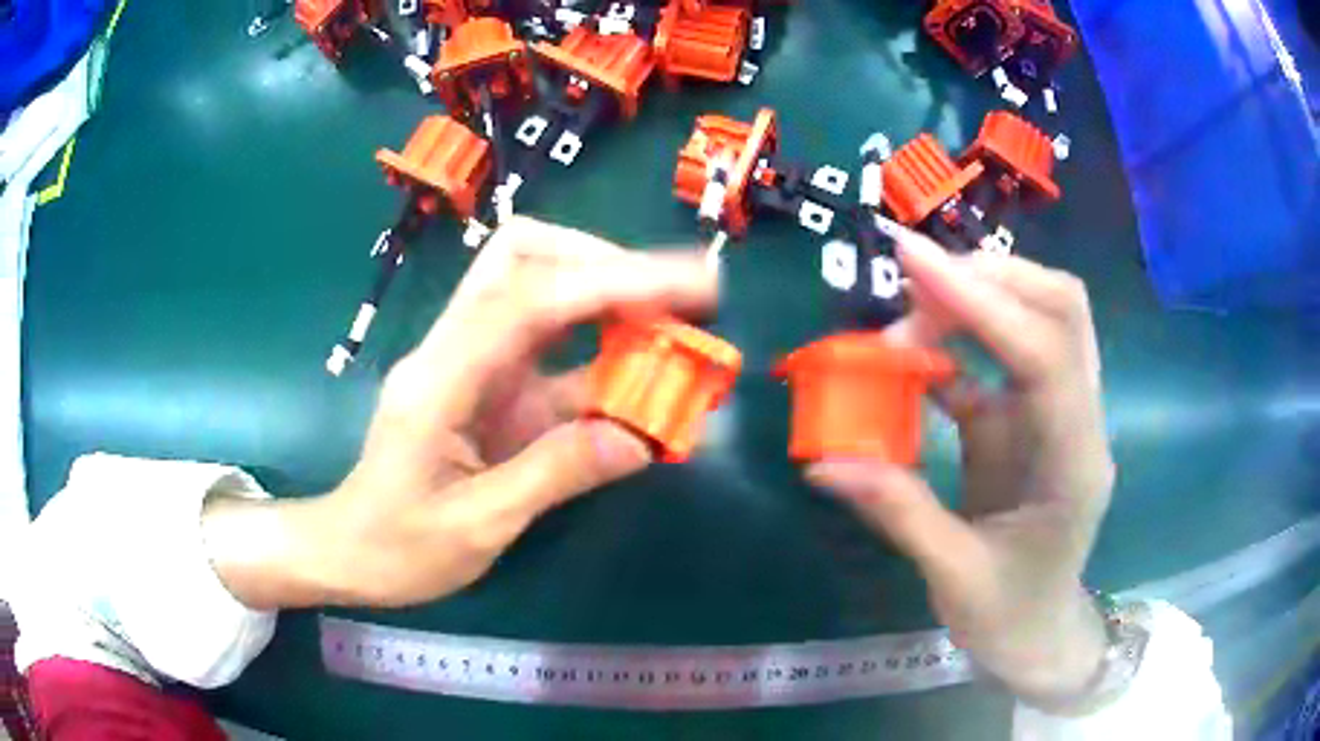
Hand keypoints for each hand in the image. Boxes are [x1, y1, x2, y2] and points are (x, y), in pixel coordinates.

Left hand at [204, 217, 716, 608]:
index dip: (610, 282)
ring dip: (608, 293)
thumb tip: (641, 438)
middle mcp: (454, 348)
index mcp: (439, 378)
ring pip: (537, 286)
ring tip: (677, 320)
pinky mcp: (488, 382)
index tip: (687, 287)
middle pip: (522, 256)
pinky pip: (549, 343)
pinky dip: (601, 345)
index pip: (526, 299)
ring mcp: (471, 360)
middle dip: (606, 262)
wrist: (350, 547)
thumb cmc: (398, 546)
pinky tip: (641, 368)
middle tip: (680, 296)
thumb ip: (554, 476)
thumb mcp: (477, 527)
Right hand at [808, 229, 1115, 701]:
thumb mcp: (954, 577)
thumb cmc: (1009, 616)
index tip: (913, 262)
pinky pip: (1006, 353)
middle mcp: (1079, 421)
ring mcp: (1059, 412)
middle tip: (912, 285)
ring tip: (910, 311)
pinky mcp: (1033, 417)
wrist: (1040, 633)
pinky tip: (917, 351)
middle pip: (1061, 309)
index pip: (1047, 355)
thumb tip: (824, 461)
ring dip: (978, 295)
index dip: (983, 301)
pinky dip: (963, 336)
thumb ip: (898, 512)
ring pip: (1042, 315)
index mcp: (1074, 464)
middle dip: (988, 279)